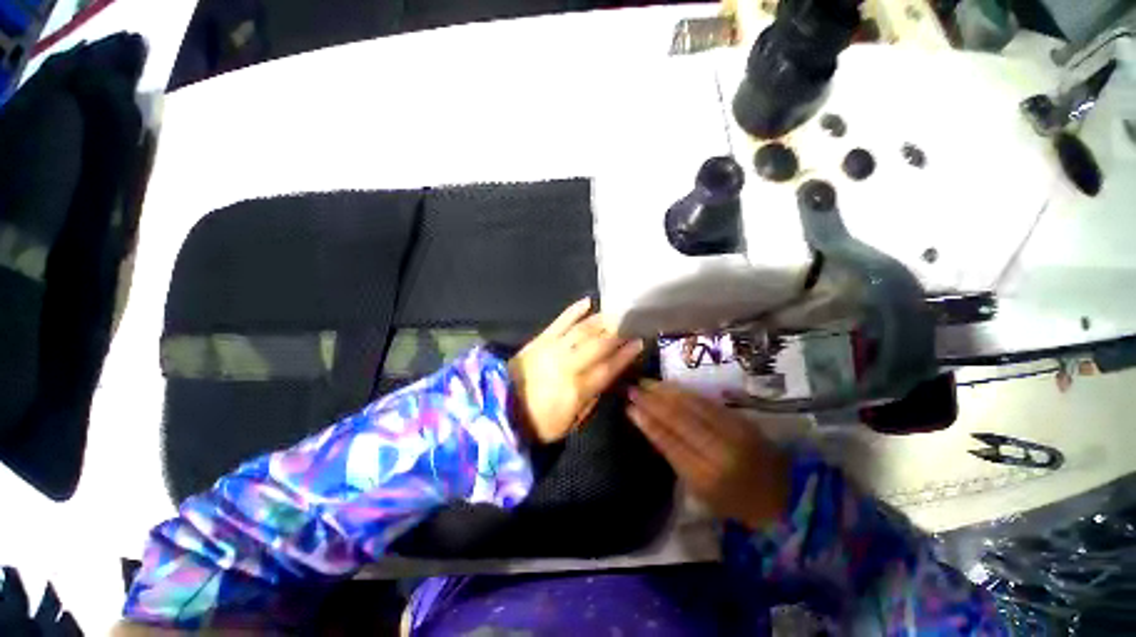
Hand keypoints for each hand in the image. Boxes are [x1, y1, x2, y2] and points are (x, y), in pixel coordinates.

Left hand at [509, 299, 643, 443]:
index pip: (608, 367)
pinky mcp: (539, 340)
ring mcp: (552, 349)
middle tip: (632, 323)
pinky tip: (588, 302)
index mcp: (577, 389)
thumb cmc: (539, 422)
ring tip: (617, 313)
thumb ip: (592, 399)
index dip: (625, 354)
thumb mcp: (570, 422)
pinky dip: (574, 311)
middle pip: (599, 344)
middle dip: (618, 333)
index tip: (639, 342)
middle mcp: (567, 365)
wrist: (501, 408)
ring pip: (583, 330)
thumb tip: (607, 378)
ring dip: (602, 320)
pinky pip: (560, 321)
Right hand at [627, 381, 789, 530]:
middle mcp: (719, 451)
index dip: (647, 423)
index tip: (629, 408)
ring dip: (665, 391)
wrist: (785, 495)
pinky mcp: (740, 419)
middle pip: (679, 419)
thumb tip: (652, 429)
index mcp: (707, 477)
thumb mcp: (701, 494)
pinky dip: (684, 392)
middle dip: (651, 401)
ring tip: (645, 382)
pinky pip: (706, 401)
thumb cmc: (735, 502)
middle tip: (632, 389)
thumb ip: (677, 461)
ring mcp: (732, 431)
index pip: (669, 443)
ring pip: (692, 405)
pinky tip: (670, 386)